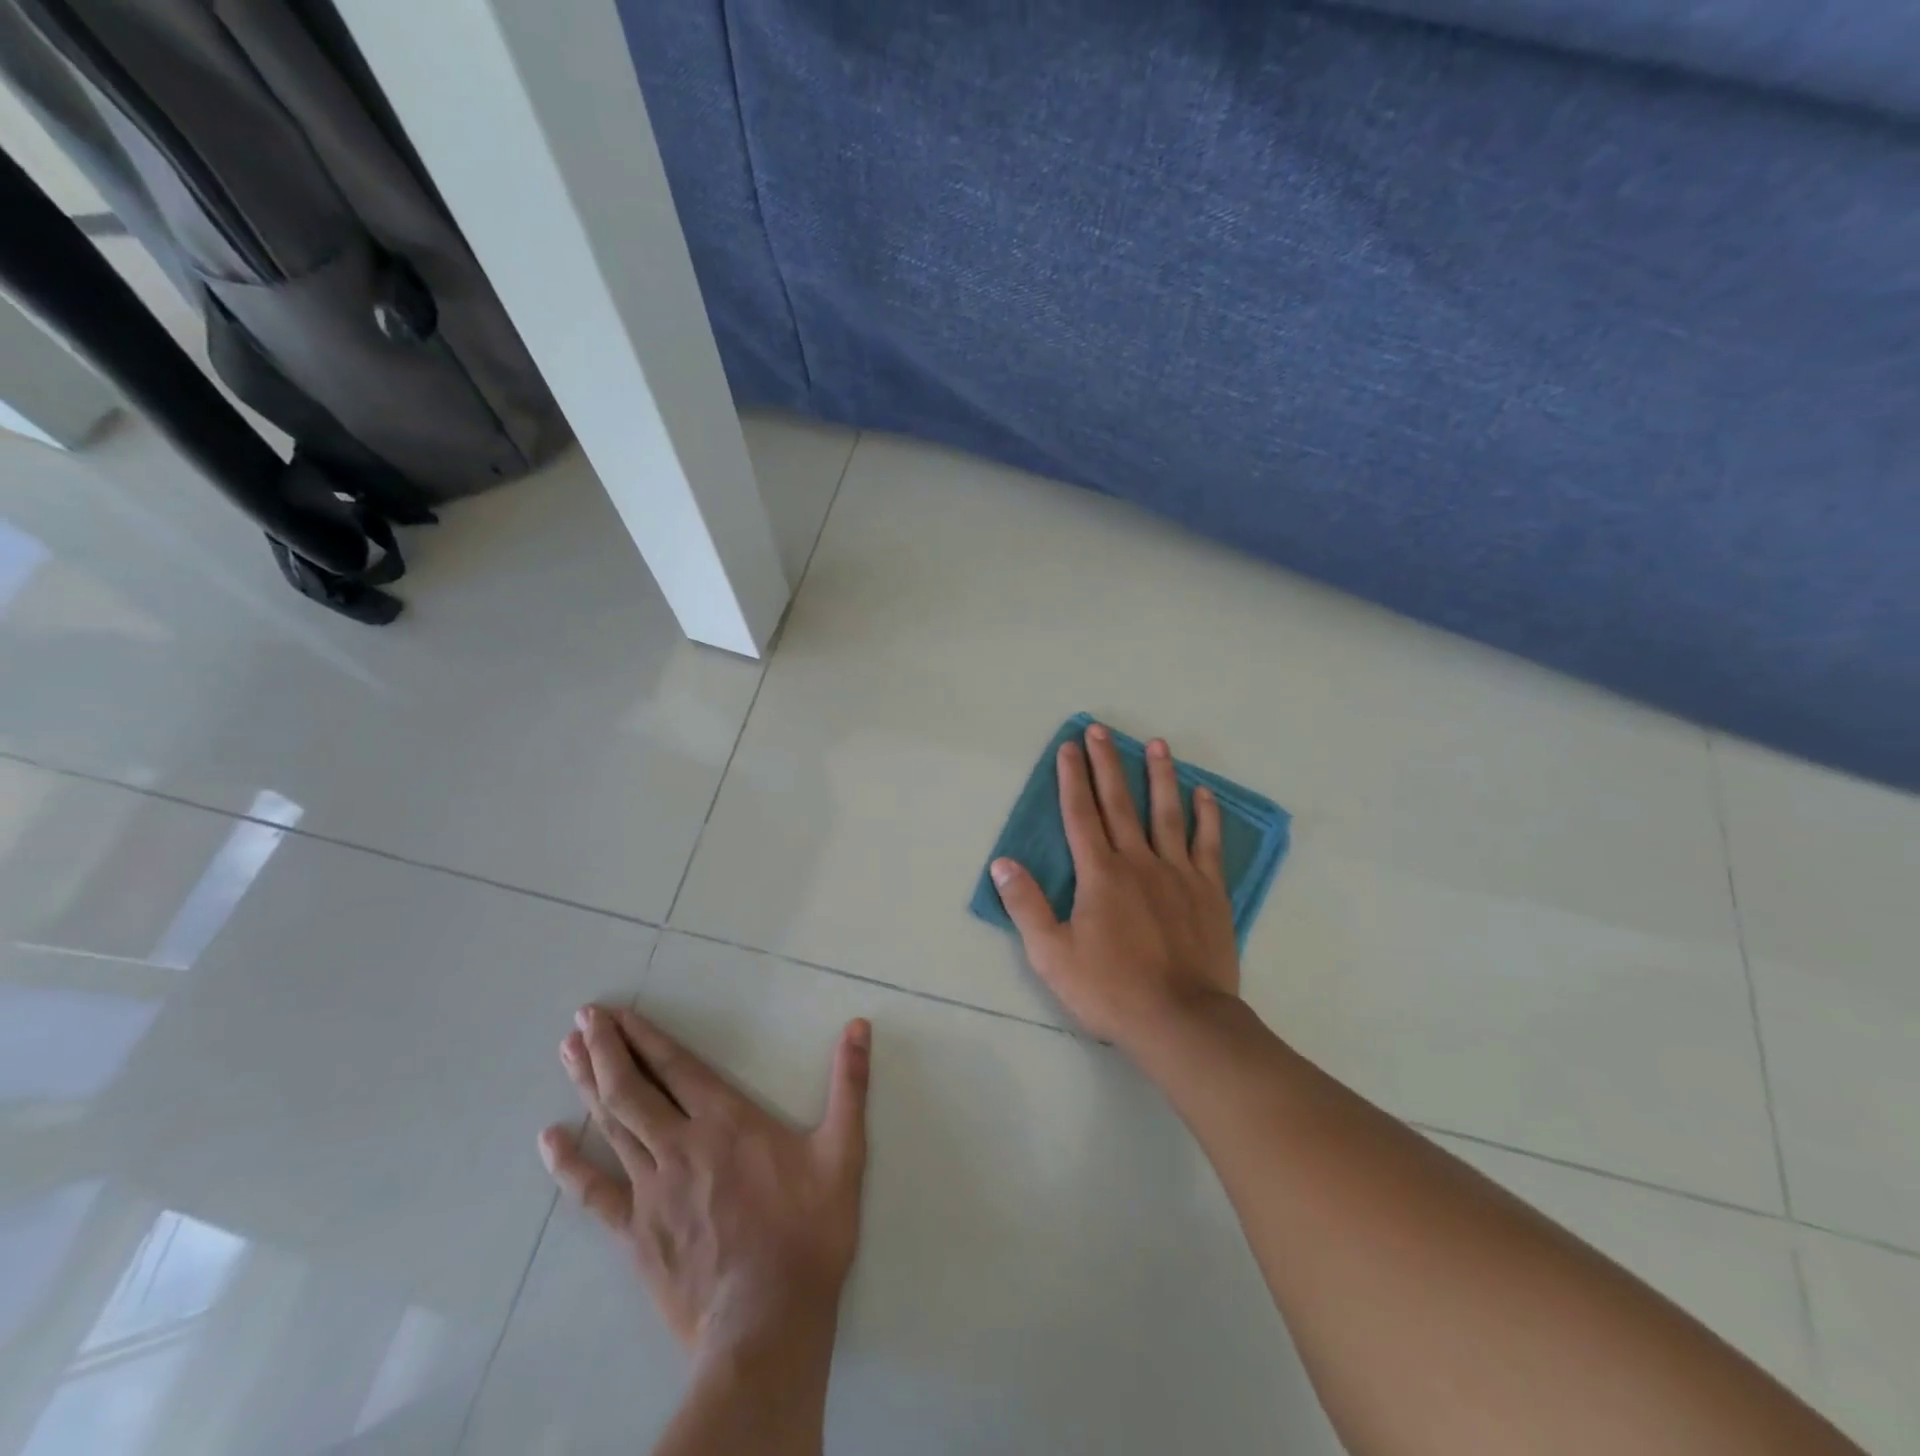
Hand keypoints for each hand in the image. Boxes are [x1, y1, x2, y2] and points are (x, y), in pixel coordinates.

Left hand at [539, 1004, 871, 1359]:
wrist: (767, 1324)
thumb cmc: (809, 1232)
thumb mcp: (844, 1152)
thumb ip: (850, 1085)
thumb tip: (860, 1026)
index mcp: (727, 1121)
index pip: (677, 1066)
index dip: (645, 1036)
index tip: (617, 1012)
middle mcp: (681, 1145)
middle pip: (633, 1088)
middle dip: (606, 1049)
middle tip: (583, 1017)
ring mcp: (651, 1190)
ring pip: (612, 1126)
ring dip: (588, 1085)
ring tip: (567, 1052)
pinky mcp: (635, 1233)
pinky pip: (593, 1192)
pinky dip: (569, 1164)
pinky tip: (549, 1141)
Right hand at [990, 722, 1240, 1054]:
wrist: (1181, 1020)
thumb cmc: (1110, 989)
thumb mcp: (1051, 954)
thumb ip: (1027, 905)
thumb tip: (1003, 863)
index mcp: (1099, 874)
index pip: (1080, 814)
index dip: (1072, 778)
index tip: (1069, 747)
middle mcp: (1138, 861)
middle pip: (1119, 803)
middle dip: (1107, 764)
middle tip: (1101, 730)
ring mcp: (1178, 873)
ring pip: (1167, 813)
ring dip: (1160, 776)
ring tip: (1157, 744)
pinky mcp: (1210, 891)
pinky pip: (1208, 844)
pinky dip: (1207, 817)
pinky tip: (1204, 794)